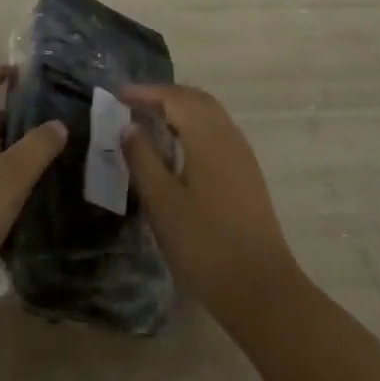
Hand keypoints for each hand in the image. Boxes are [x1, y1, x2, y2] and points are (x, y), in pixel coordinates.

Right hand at [120, 83, 301, 332]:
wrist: (260, 288)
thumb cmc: (204, 243)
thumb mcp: (162, 202)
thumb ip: (143, 158)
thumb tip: (129, 126)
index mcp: (207, 136)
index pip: (175, 98)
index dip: (146, 92)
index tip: (119, 95)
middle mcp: (229, 136)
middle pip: (197, 99)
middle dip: (166, 96)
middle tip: (135, 104)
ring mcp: (243, 156)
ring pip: (211, 115)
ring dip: (182, 110)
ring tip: (153, 123)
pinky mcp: (248, 176)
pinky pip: (219, 133)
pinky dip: (195, 127)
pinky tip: (180, 151)